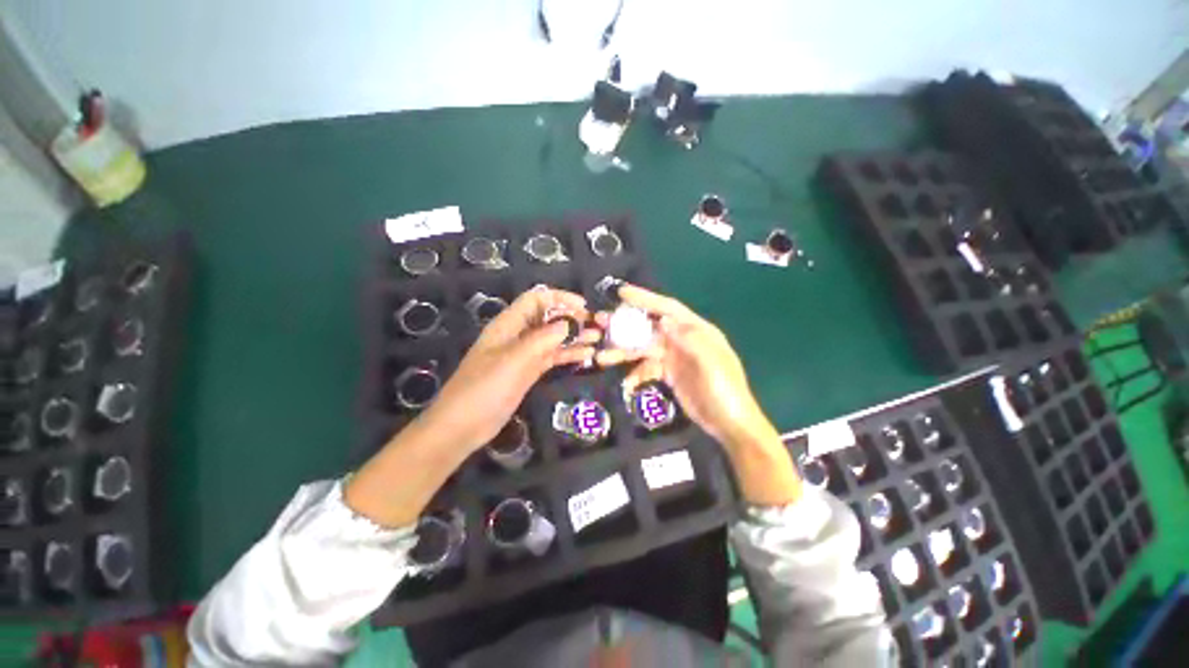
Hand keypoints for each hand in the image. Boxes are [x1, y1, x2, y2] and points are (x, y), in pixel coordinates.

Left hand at [346, 287, 599, 526]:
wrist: (463, 426)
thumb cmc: (484, 389)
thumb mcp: (514, 360)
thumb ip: (542, 339)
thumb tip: (569, 323)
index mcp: (508, 324)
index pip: (536, 299)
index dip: (560, 298)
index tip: (583, 306)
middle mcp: (517, 335)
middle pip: (547, 317)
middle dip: (571, 318)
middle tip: (596, 326)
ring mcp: (523, 354)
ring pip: (552, 338)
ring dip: (574, 337)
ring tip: (597, 339)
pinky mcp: (528, 371)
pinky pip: (551, 357)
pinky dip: (568, 354)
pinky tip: (586, 356)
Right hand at [595, 284, 768, 448]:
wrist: (729, 424)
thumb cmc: (725, 390)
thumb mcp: (712, 363)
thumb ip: (689, 339)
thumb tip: (663, 320)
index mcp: (697, 330)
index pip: (668, 308)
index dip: (646, 299)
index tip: (622, 292)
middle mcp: (683, 339)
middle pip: (650, 327)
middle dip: (626, 325)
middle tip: (602, 323)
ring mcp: (674, 357)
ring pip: (644, 348)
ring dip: (624, 352)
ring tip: (601, 357)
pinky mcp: (668, 374)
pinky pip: (647, 368)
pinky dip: (636, 374)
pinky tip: (627, 384)